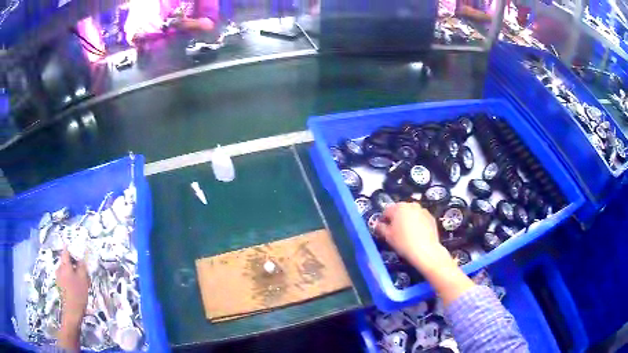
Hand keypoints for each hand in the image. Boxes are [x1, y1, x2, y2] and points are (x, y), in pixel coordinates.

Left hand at [56, 248, 89, 327]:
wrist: (72, 313)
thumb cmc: (78, 294)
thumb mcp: (83, 279)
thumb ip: (82, 266)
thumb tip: (81, 258)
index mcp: (64, 264)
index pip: (66, 250)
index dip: (73, 250)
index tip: (80, 254)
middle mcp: (59, 268)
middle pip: (67, 261)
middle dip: (75, 264)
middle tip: (84, 272)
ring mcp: (58, 277)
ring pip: (67, 270)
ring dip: (74, 273)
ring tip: (83, 283)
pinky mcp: (60, 286)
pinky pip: (65, 278)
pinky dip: (71, 280)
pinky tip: (78, 289)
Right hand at [376, 203, 453, 271]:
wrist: (425, 250)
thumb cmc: (403, 242)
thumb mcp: (387, 236)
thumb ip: (380, 228)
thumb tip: (378, 225)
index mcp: (398, 207)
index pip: (386, 211)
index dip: (383, 220)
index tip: (383, 230)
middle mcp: (411, 205)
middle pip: (399, 210)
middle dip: (396, 219)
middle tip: (395, 232)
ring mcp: (423, 210)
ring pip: (411, 214)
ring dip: (407, 220)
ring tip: (407, 234)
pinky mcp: (431, 218)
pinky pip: (420, 219)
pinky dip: (417, 224)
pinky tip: (416, 235)